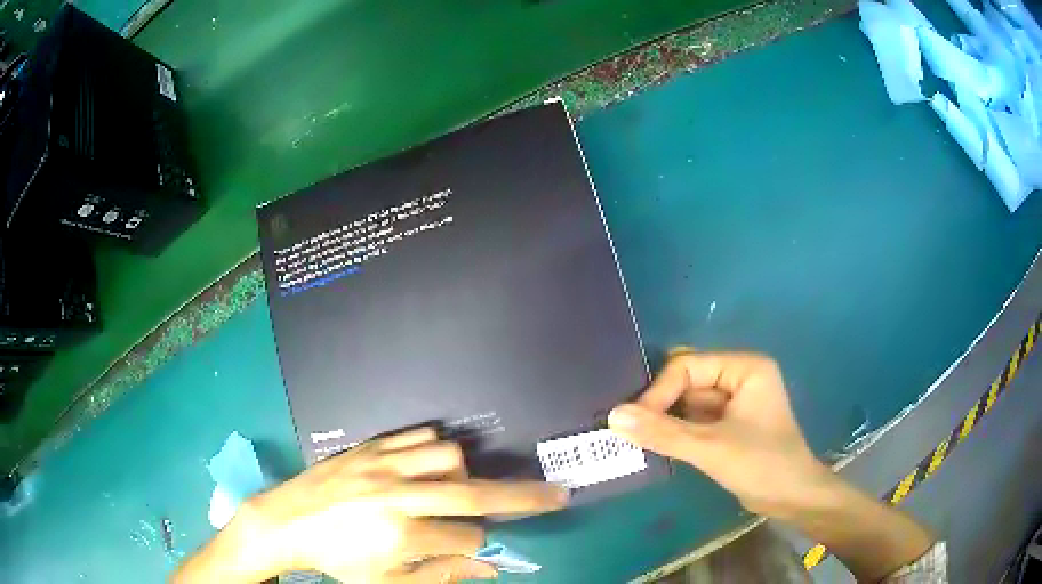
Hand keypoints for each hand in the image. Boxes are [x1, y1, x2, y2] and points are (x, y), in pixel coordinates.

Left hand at [174, 427, 567, 582]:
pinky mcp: (369, 445)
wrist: (286, 520)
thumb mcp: (387, 582)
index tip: (468, 549)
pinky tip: (428, 464)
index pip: (468, 539)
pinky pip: (417, 435)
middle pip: (474, 494)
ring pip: (447, 455)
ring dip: (461, 473)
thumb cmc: (338, 560)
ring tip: (454, 488)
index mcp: (400, 535)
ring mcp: (382, 464)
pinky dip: (433, 449)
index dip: (475, 547)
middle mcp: (397, 495)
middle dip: (523, 498)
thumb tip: (490, 569)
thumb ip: (441, 576)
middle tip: (556, 495)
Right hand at [608, 350, 830, 517]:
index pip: (688, 366)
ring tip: (635, 438)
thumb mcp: (710, 448)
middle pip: (687, 381)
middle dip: (660, 404)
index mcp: (744, 367)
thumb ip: (662, 432)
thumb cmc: (761, 464)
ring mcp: (735, 401)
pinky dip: (677, 431)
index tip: (633, 423)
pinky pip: (696, 419)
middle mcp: (740, 376)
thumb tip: (613, 416)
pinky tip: (656, 444)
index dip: (659, 392)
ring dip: (665, 419)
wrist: (792, 498)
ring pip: (689, 401)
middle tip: (628, 428)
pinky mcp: (730, 424)